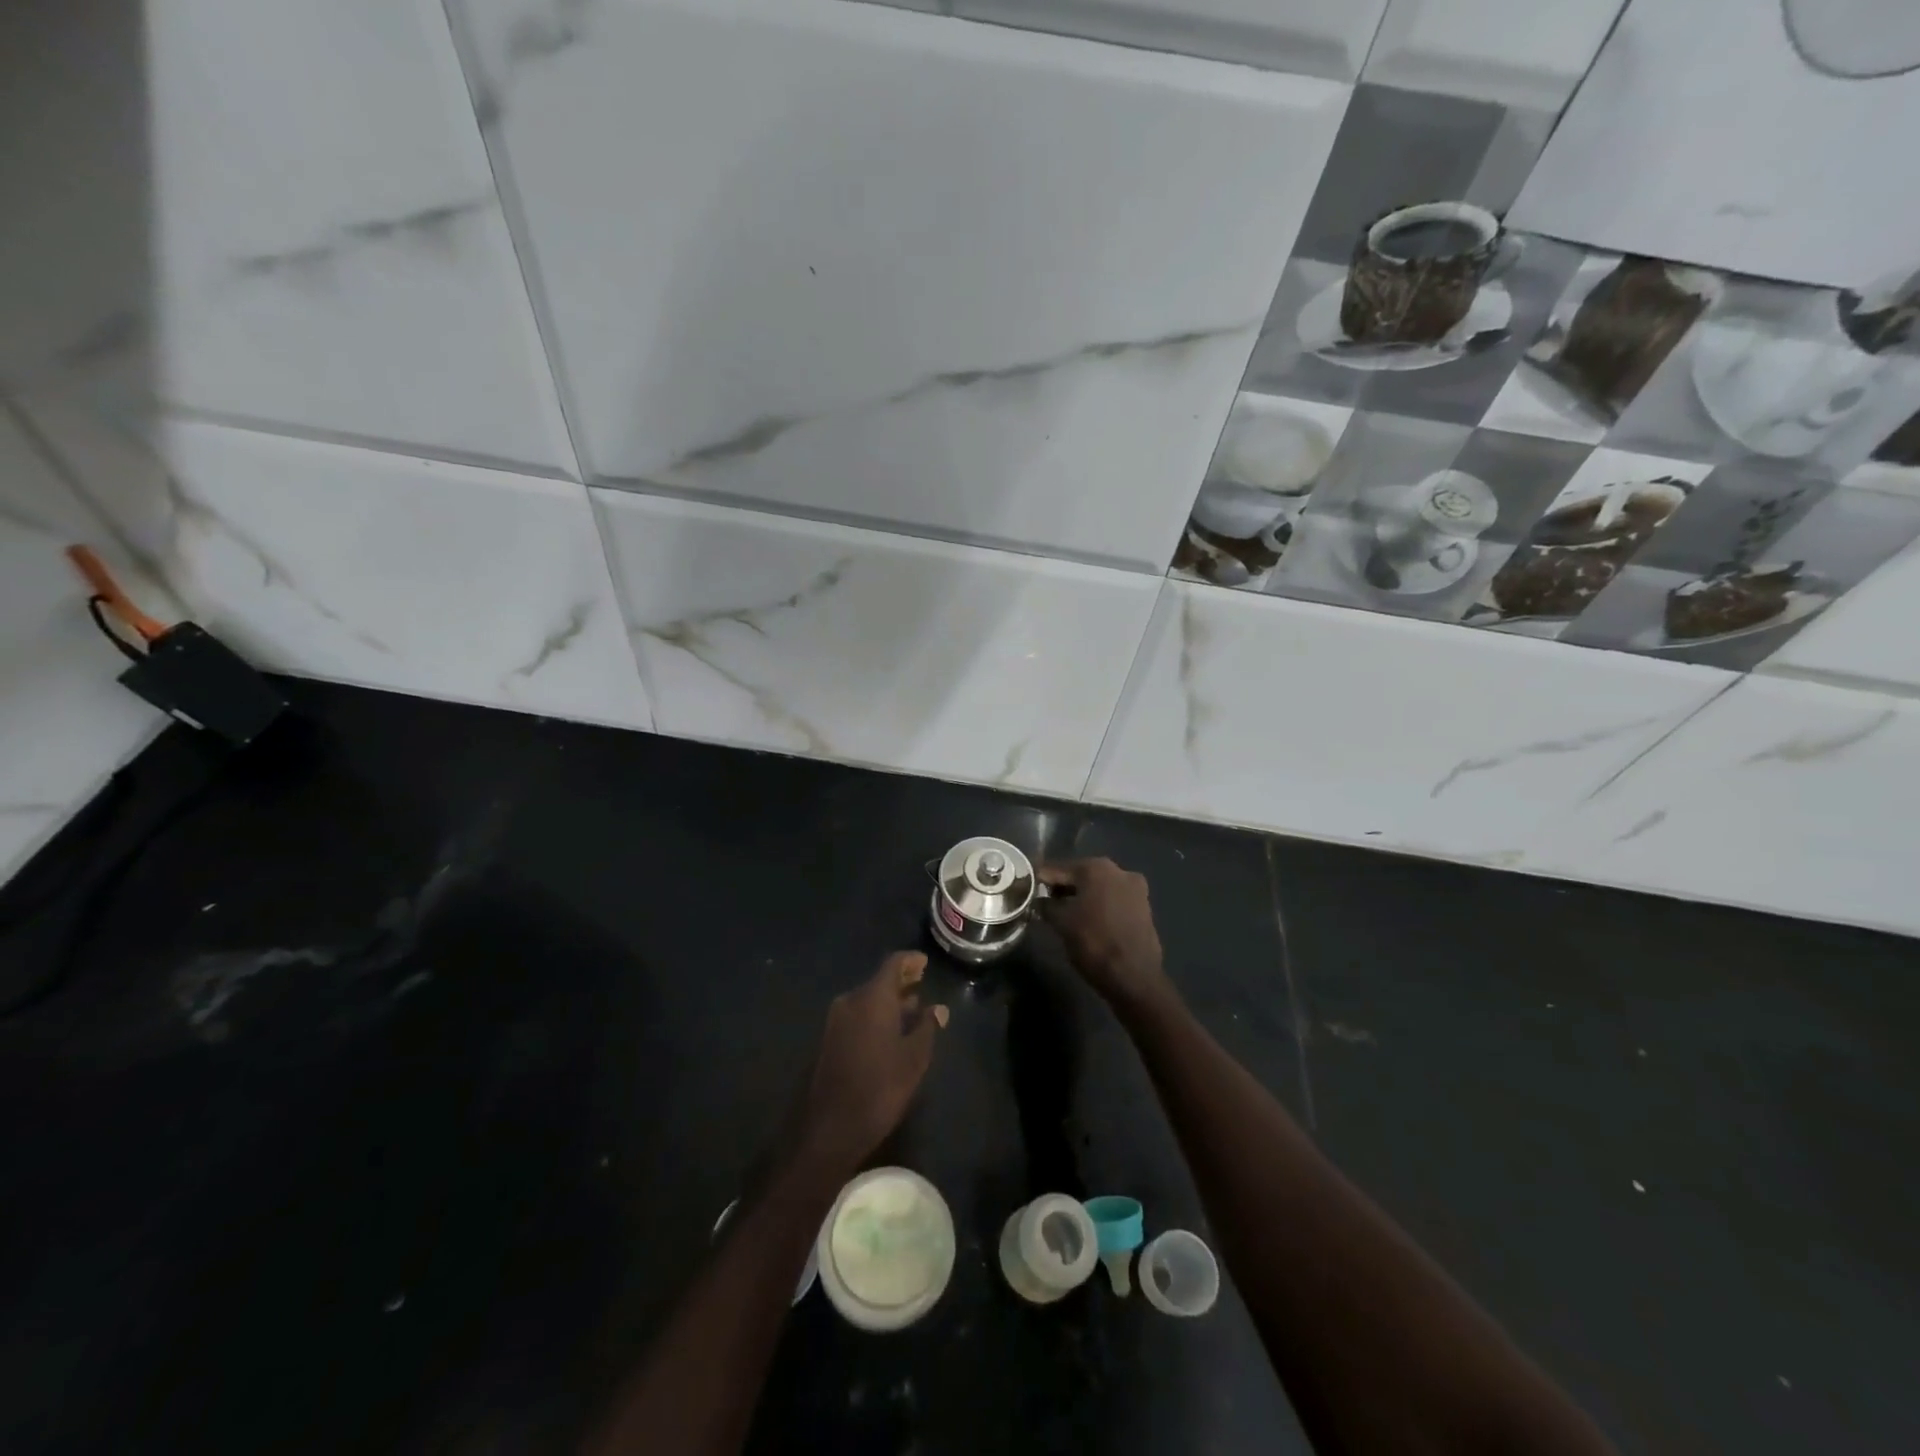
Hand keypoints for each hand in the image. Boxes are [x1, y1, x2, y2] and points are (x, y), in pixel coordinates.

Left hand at [797, 951, 946, 1172]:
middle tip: (921, 982)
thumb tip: (938, 1009)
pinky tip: (891, 1030)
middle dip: (901, 981)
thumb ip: (927, 1027)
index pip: (893, 964)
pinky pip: (857, 1015)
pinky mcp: (829, 1039)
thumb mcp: (914, 1058)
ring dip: (889, 1000)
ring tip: (912, 1007)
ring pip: (867, 999)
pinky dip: (876, 1014)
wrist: (830, 1126)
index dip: (911, 960)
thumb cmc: (880, 1087)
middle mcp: (851, 1000)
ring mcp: (836, 1020)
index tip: (925, 962)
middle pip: (879, 980)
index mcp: (872, 997)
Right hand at [1038, 859, 1170, 1009]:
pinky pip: (1113, 900)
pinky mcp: (1144, 907)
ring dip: (1080, 897)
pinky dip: (1098, 906)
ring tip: (1063, 914)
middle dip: (1061, 888)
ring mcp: (1135, 888)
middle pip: (1080, 875)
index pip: (1058, 869)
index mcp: (1096, 867)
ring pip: (1098, 888)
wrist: (1134, 977)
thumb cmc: (1093, 943)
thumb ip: (1046, 905)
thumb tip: (1038, 900)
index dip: (1040, 879)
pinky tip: (1086, 920)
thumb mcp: (1061, 923)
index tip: (1025, 888)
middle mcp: (1119, 870)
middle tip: (1042, 902)